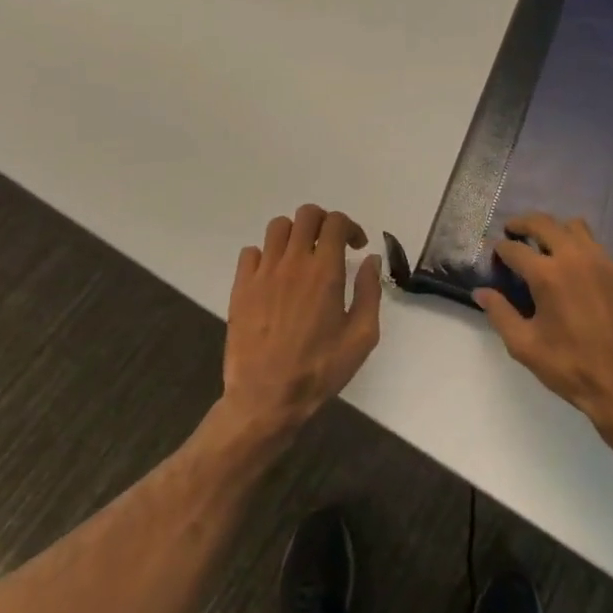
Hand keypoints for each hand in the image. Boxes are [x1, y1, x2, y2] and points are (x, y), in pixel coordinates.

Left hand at [222, 205, 381, 437]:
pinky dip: (266, 255)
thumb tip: (371, 260)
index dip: (350, 227)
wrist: (266, 398)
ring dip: (295, 234)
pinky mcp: (241, 287)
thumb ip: (370, 292)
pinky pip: (251, 252)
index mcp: (325, 271)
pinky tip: (275, 276)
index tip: (356, 247)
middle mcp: (293, 263)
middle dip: (324, 223)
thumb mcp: (362, 336)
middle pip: (306, 215)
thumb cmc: (320, 369)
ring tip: (302, 257)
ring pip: (277, 227)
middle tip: (331, 246)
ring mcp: (263, 273)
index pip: (335, 222)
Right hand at [474, 214, 612, 440]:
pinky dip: (589, 261)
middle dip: (524, 223)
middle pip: (545, 223)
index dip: (501, 248)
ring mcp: (609, 262)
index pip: (515, 248)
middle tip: (514, 230)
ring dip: (559, 233)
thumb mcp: (524, 345)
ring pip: (579, 230)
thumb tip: (481, 292)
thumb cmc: (569, 367)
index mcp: (548, 275)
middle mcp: (578, 258)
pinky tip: (587, 283)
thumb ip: (499, 313)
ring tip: (551, 247)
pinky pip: (605, 256)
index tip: (496, 251)